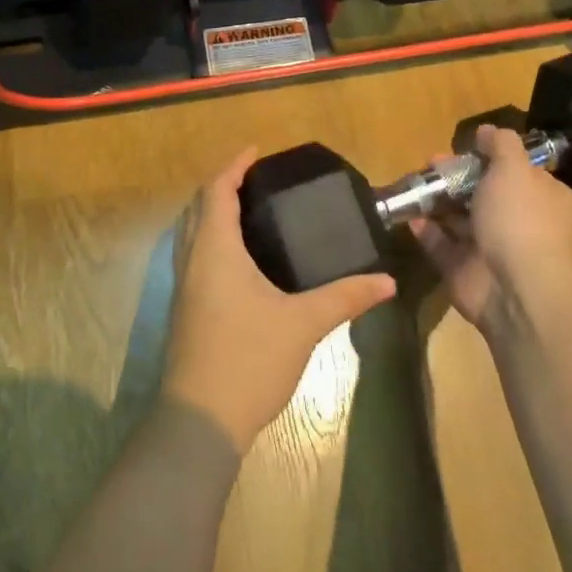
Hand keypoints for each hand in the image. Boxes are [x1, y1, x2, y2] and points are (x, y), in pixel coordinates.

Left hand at [163, 148, 396, 454]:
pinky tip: (242, 259)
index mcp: (215, 250)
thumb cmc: (248, 360)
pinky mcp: (187, 310)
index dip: (235, 166)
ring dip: (214, 213)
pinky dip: (213, 240)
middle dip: (224, 186)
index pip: (217, 191)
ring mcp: (184, 287)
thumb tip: (387, 281)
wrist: (199, 420)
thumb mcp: (303, 324)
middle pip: (199, 207)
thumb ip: (345, 297)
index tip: (257, 151)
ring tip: (252, 211)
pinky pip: (195, 256)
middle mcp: (192, 260)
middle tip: (259, 180)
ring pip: (192, 233)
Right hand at [415, 125, 571, 332]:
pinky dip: (427, 230)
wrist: (516, 289)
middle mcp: (522, 224)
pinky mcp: (465, 271)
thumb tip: (486, 131)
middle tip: (432, 163)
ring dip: (438, 202)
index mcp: (544, 200)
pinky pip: (442, 245)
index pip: (521, 173)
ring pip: (461, 220)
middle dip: (457, 177)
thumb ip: (501, 145)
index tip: (467, 147)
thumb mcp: (514, 169)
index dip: (493, 158)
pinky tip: (410, 216)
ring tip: (415, 184)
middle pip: (486, 194)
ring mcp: (493, 250)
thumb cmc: (521, 220)